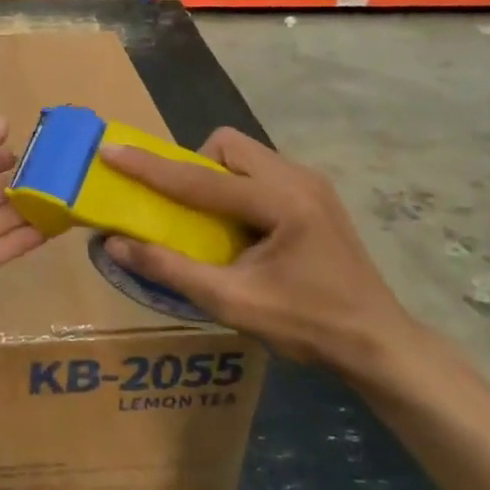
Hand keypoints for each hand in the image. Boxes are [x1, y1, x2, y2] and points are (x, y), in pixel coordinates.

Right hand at [99, 128, 415, 374]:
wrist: (379, 343)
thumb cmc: (308, 326)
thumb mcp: (233, 302)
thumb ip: (170, 269)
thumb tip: (114, 244)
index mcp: (280, 202)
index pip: (199, 178)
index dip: (149, 166)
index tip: (110, 151)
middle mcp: (297, 178)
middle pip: (226, 146)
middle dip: (193, 167)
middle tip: (186, 211)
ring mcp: (311, 182)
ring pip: (244, 154)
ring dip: (215, 177)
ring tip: (213, 222)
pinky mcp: (315, 193)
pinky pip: (260, 170)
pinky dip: (237, 187)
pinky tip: (243, 228)